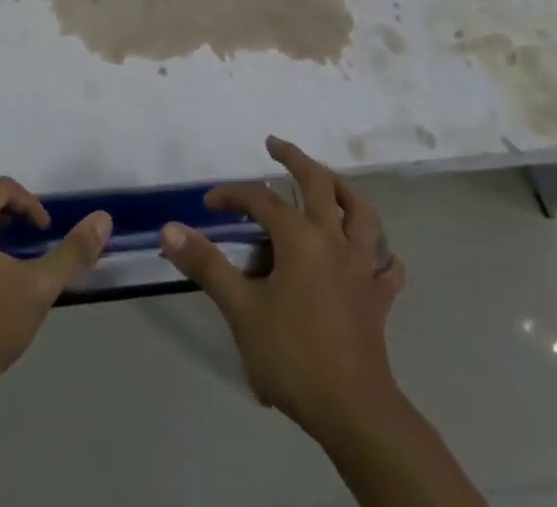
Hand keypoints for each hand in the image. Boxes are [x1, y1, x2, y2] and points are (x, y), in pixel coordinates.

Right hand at [161, 136, 406, 439]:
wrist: (353, 412)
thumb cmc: (293, 356)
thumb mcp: (241, 310)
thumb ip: (207, 266)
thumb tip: (170, 229)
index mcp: (300, 239)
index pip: (262, 201)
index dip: (234, 196)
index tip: (210, 204)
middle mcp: (334, 240)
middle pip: (319, 184)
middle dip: (296, 159)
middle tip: (276, 145)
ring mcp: (363, 268)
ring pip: (363, 213)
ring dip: (345, 190)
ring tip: (330, 181)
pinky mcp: (379, 298)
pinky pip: (387, 267)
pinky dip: (381, 254)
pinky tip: (374, 254)